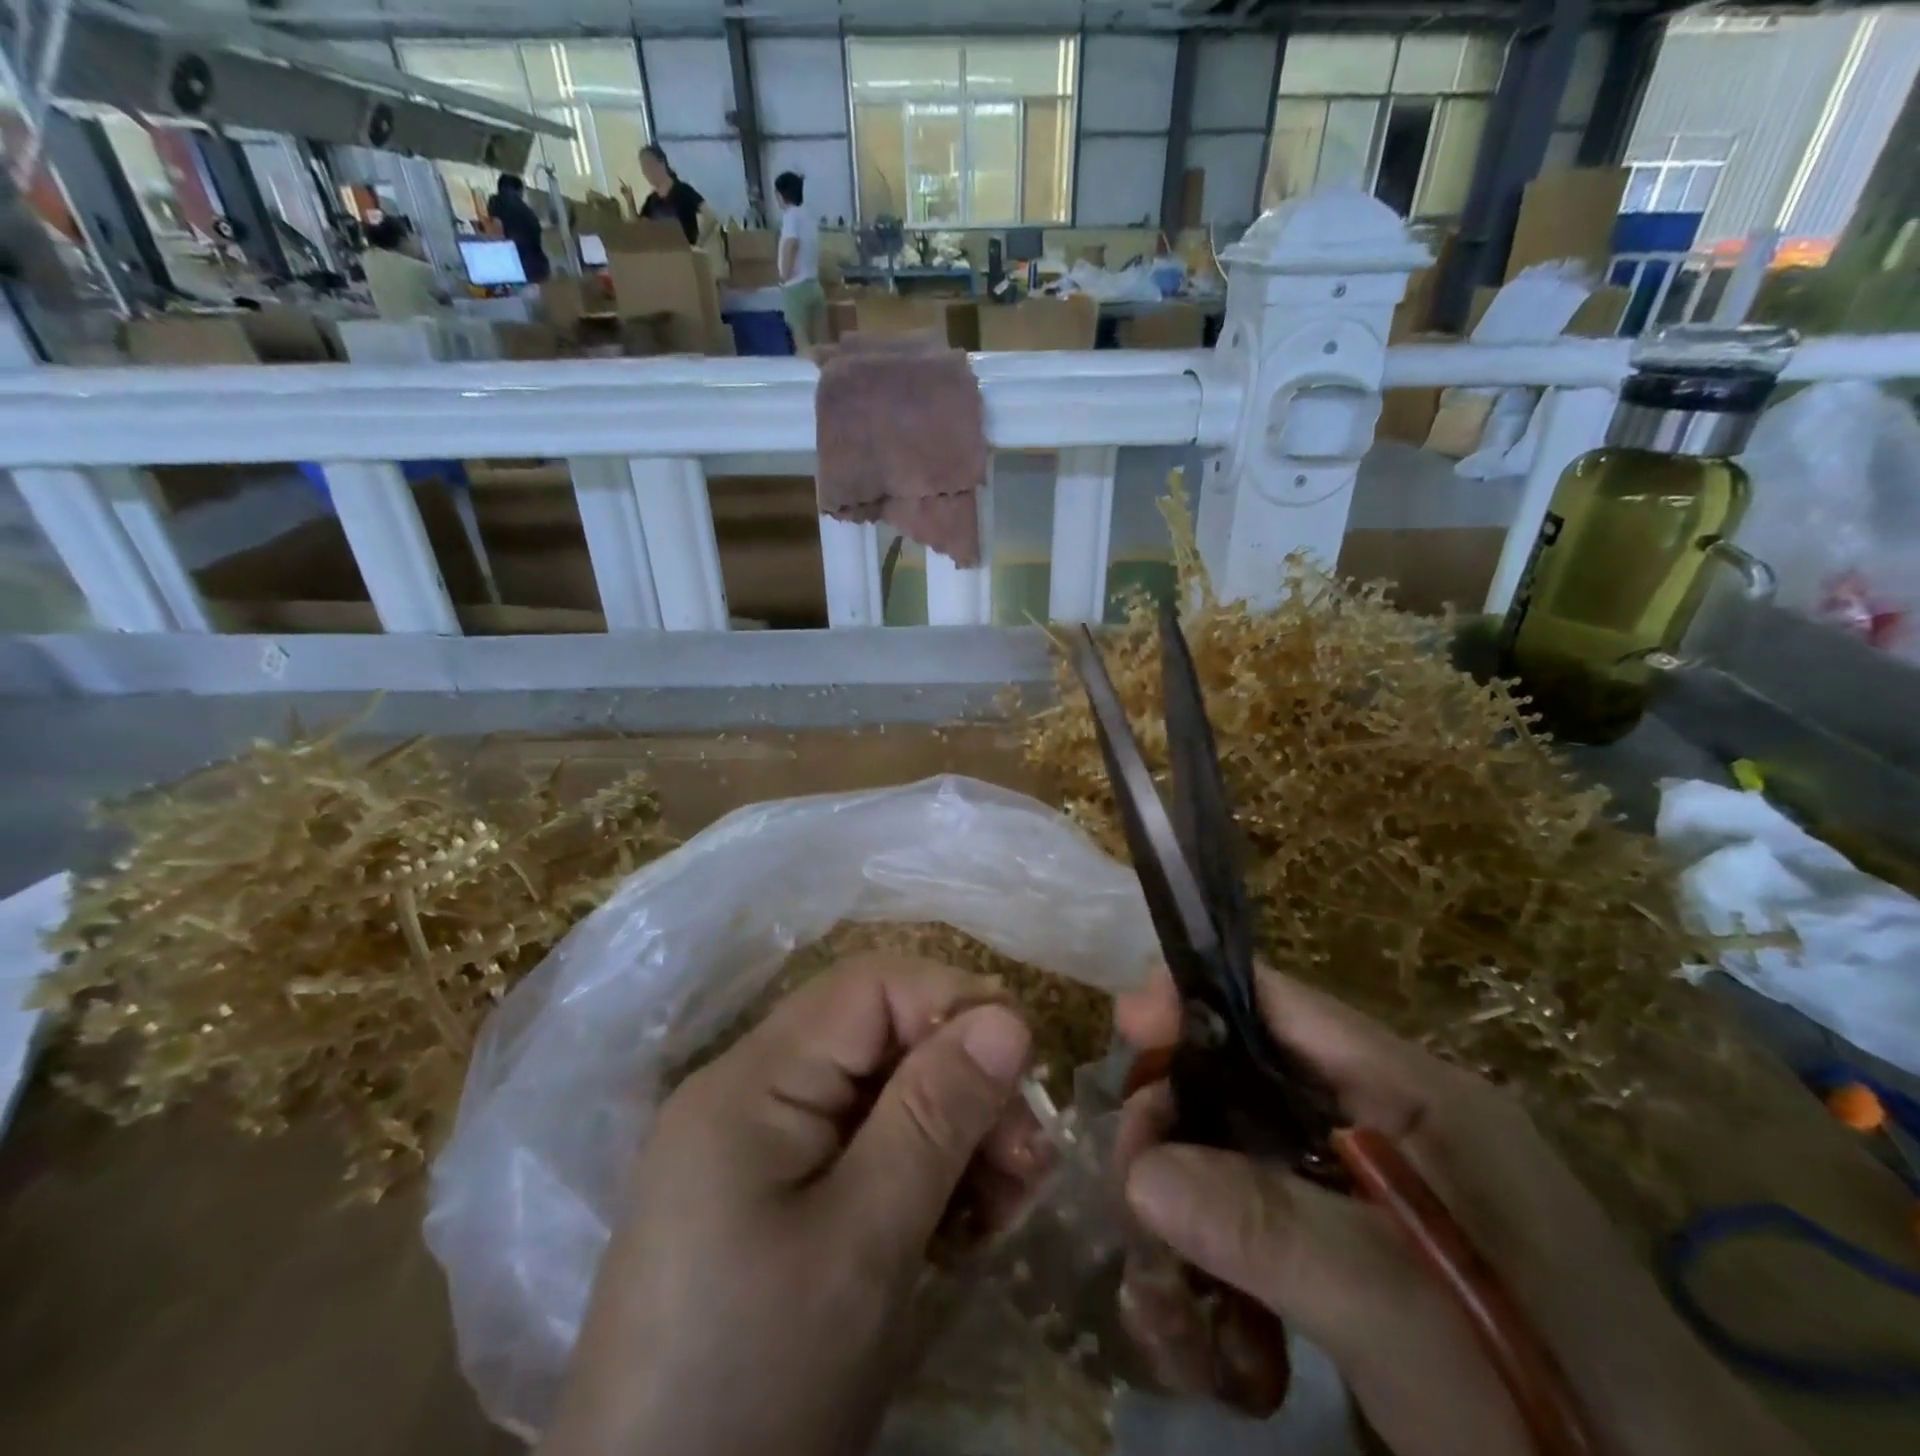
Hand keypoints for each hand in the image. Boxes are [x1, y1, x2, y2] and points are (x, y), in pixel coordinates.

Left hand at [540, 954, 1039, 1455]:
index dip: (953, 1004)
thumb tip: (1008, 1017)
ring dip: (951, 1131)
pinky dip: (918, 1171)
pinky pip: (859, 1148)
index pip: (869, 987)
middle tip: (1028, 1158)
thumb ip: (935, 1117)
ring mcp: (754, 1146)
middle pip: (877, 1039)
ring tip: (1008, 1199)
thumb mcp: (864, 1244)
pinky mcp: (768, 1196)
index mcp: (752, 1081)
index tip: (1025, 1068)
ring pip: (877, 1094)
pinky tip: (963, 1222)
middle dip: (961, 1081)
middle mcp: (748, 1091)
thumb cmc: (757, 1382)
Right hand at [1115, 967, 1809, 1455]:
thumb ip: (1281, 1234)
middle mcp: (1380, 1126)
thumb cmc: (1565, 1412)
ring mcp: (1363, 1194)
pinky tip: (1208, 1348)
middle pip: (1237, 1082)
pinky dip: (1211, 1277)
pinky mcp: (1351, 1259)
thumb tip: (1140, 1173)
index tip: (1123, 1033)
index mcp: (1411, 1095)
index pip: (1277, 1001)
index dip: (1191, 999)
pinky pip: (1250, 1231)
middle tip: (1132, 1203)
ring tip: (1166, 1316)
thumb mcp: (1413, 1318)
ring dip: (1179, 1225)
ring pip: (1230, 1162)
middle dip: (1171, 1134)